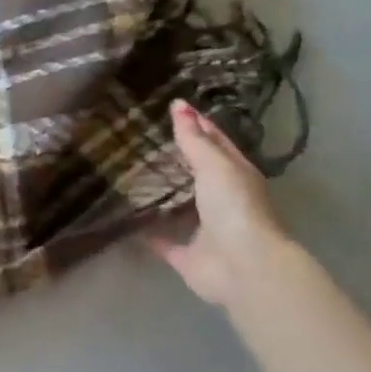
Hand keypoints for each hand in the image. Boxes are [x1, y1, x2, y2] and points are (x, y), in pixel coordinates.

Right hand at [147, 99, 291, 309]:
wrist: (244, 267)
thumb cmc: (234, 207)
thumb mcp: (215, 165)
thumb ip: (194, 139)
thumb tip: (178, 104)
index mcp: (236, 175)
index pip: (217, 142)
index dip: (199, 124)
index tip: (174, 107)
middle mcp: (223, 201)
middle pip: (198, 174)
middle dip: (177, 159)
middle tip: (143, 139)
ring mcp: (206, 230)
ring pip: (181, 208)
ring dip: (163, 196)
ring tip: (130, 175)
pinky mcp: (188, 256)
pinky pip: (164, 242)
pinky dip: (149, 233)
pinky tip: (127, 220)